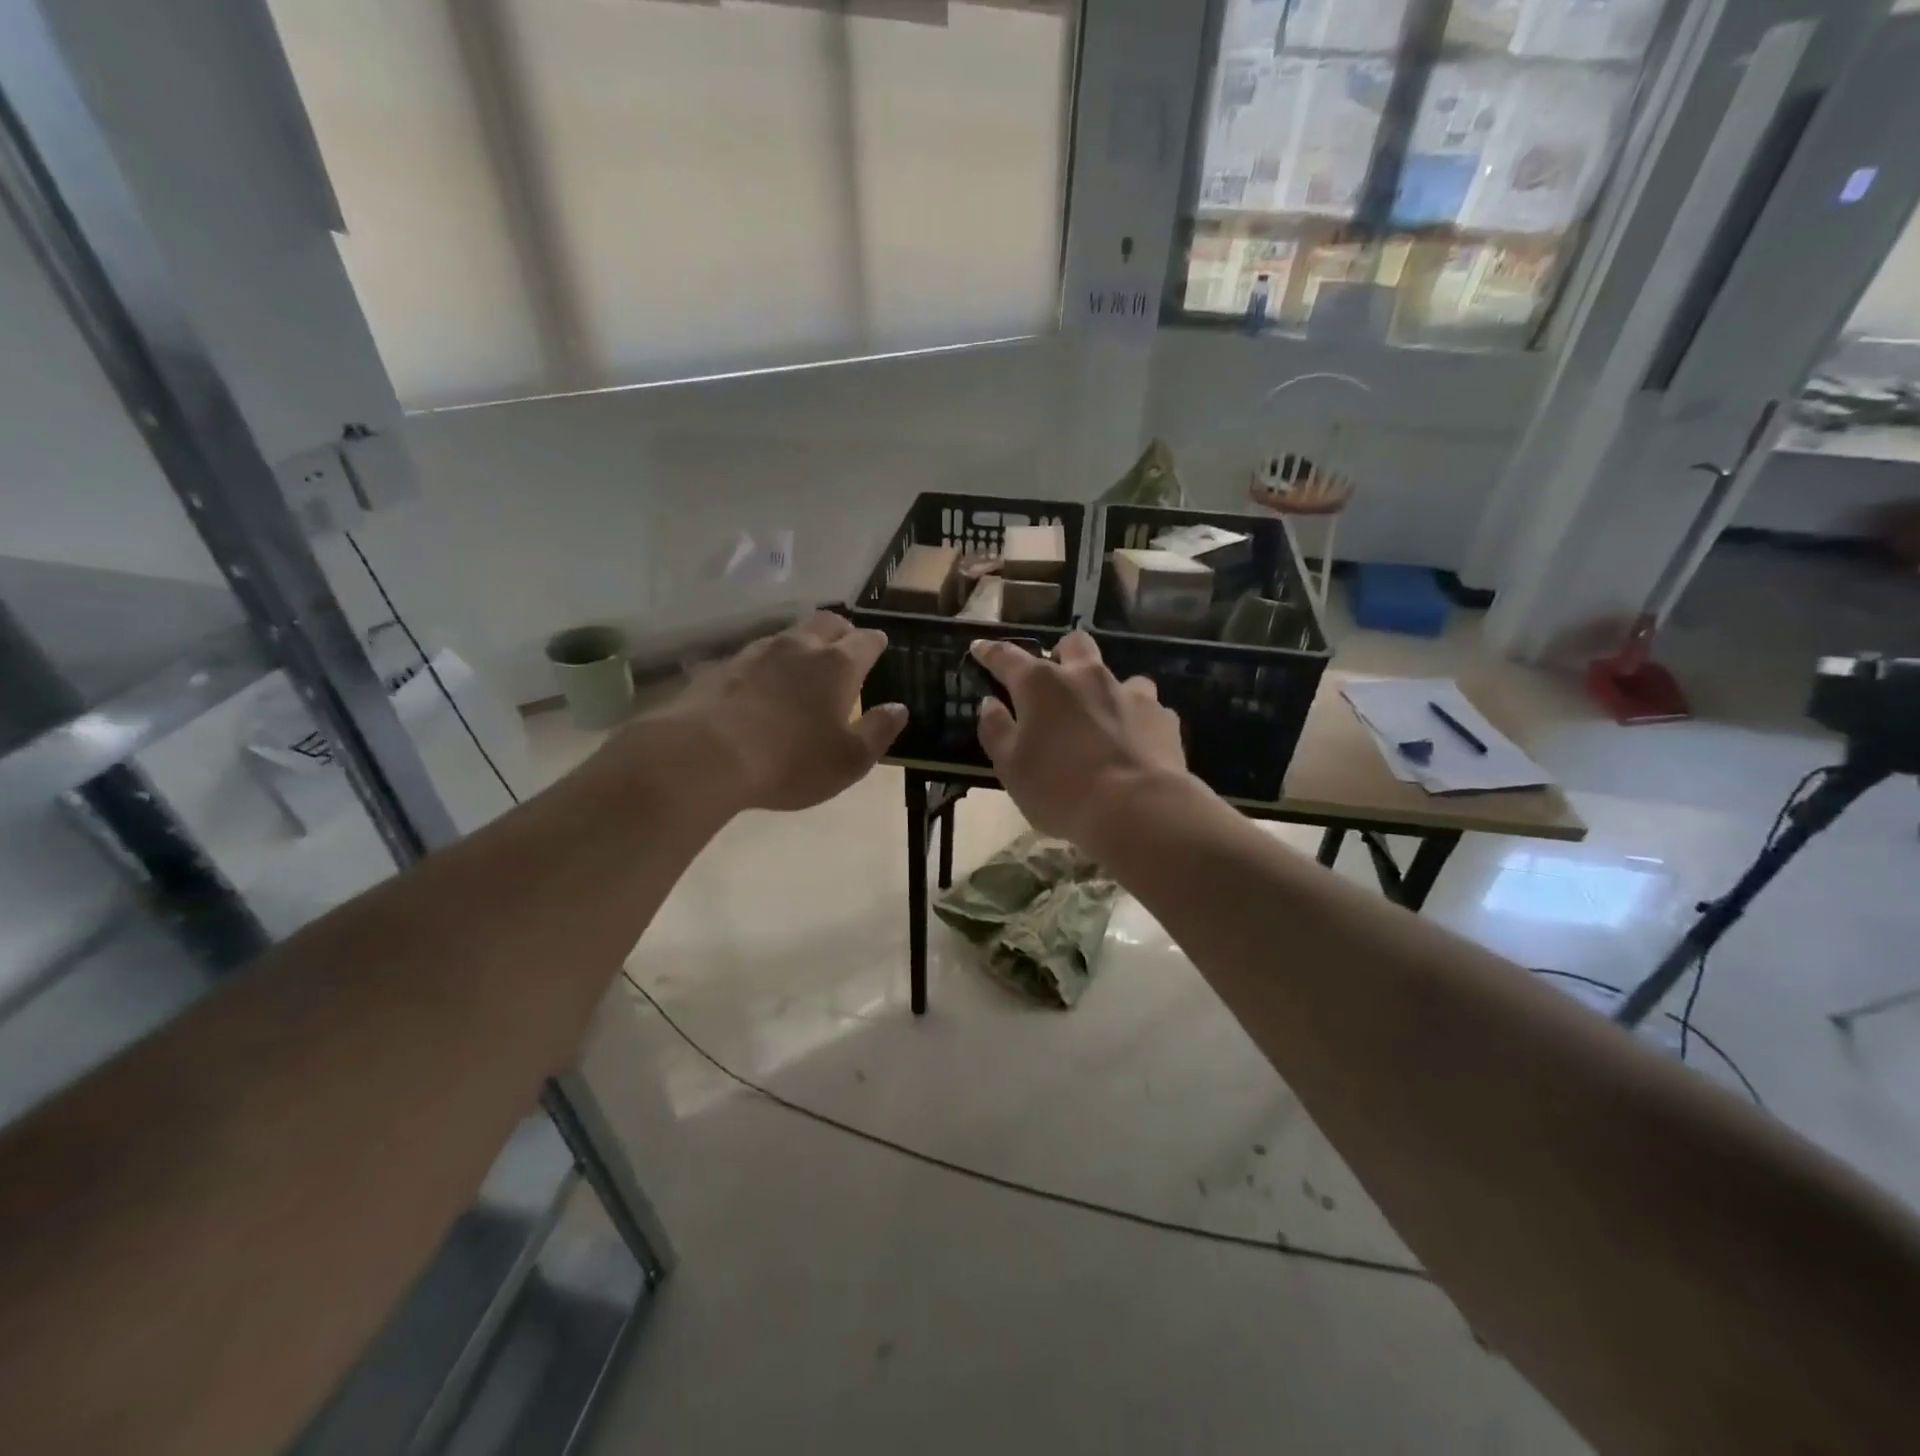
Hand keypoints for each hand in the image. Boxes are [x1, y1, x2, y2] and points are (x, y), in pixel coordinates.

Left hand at [654, 612, 905, 813]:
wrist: (705, 756)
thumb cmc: (790, 761)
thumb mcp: (849, 760)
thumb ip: (879, 731)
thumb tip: (898, 708)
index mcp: (837, 665)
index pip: (866, 640)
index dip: (876, 643)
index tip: (880, 648)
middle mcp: (800, 647)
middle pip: (827, 622)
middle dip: (842, 631)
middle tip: (846, 647)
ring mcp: (757, 652)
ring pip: (789, 635)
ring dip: (803, 645)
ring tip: (804, 667)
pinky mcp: (723, 666)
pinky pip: (756, 655)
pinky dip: (769, 664)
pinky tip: (763, 685)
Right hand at [970, 632, 1190, 848]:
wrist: (1137, 809)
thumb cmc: (1060, 789)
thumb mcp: (1011, 768)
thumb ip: (996, 730)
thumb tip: (990, 704)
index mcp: (1041, 685)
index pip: (1007, 657)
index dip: (990, 652)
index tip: (979, 648)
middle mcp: (1086, 676)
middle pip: (1073, 644)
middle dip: (1060, 653)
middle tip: (1053, 680)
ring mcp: (1129, 692)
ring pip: (1114, 675)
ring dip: (1102, 689)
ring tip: (1098, 717)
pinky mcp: (1161, 715)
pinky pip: (1145, 707)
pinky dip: (1133, 718)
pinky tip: (1132, 742)